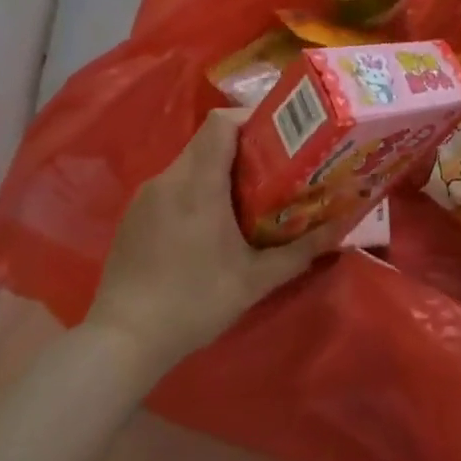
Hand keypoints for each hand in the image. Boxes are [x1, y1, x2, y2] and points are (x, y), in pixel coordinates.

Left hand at [89, 109, 332, 363]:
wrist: (122, 342)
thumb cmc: (194, 302)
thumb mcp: (255, 280)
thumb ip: (299, 252)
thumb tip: (339, 230)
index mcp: (198, 182)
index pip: (222, 122)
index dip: (251, 118)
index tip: (279, 135)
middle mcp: (169, 178)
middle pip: (209, 140)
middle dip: (243, 148)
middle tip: (274, 169)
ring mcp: (146, 196)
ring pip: (190, 163)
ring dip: (219, 171)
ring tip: (247, 198)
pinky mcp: (134, 216)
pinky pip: (172, 186)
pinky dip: (196, 191)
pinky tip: (209, 227)